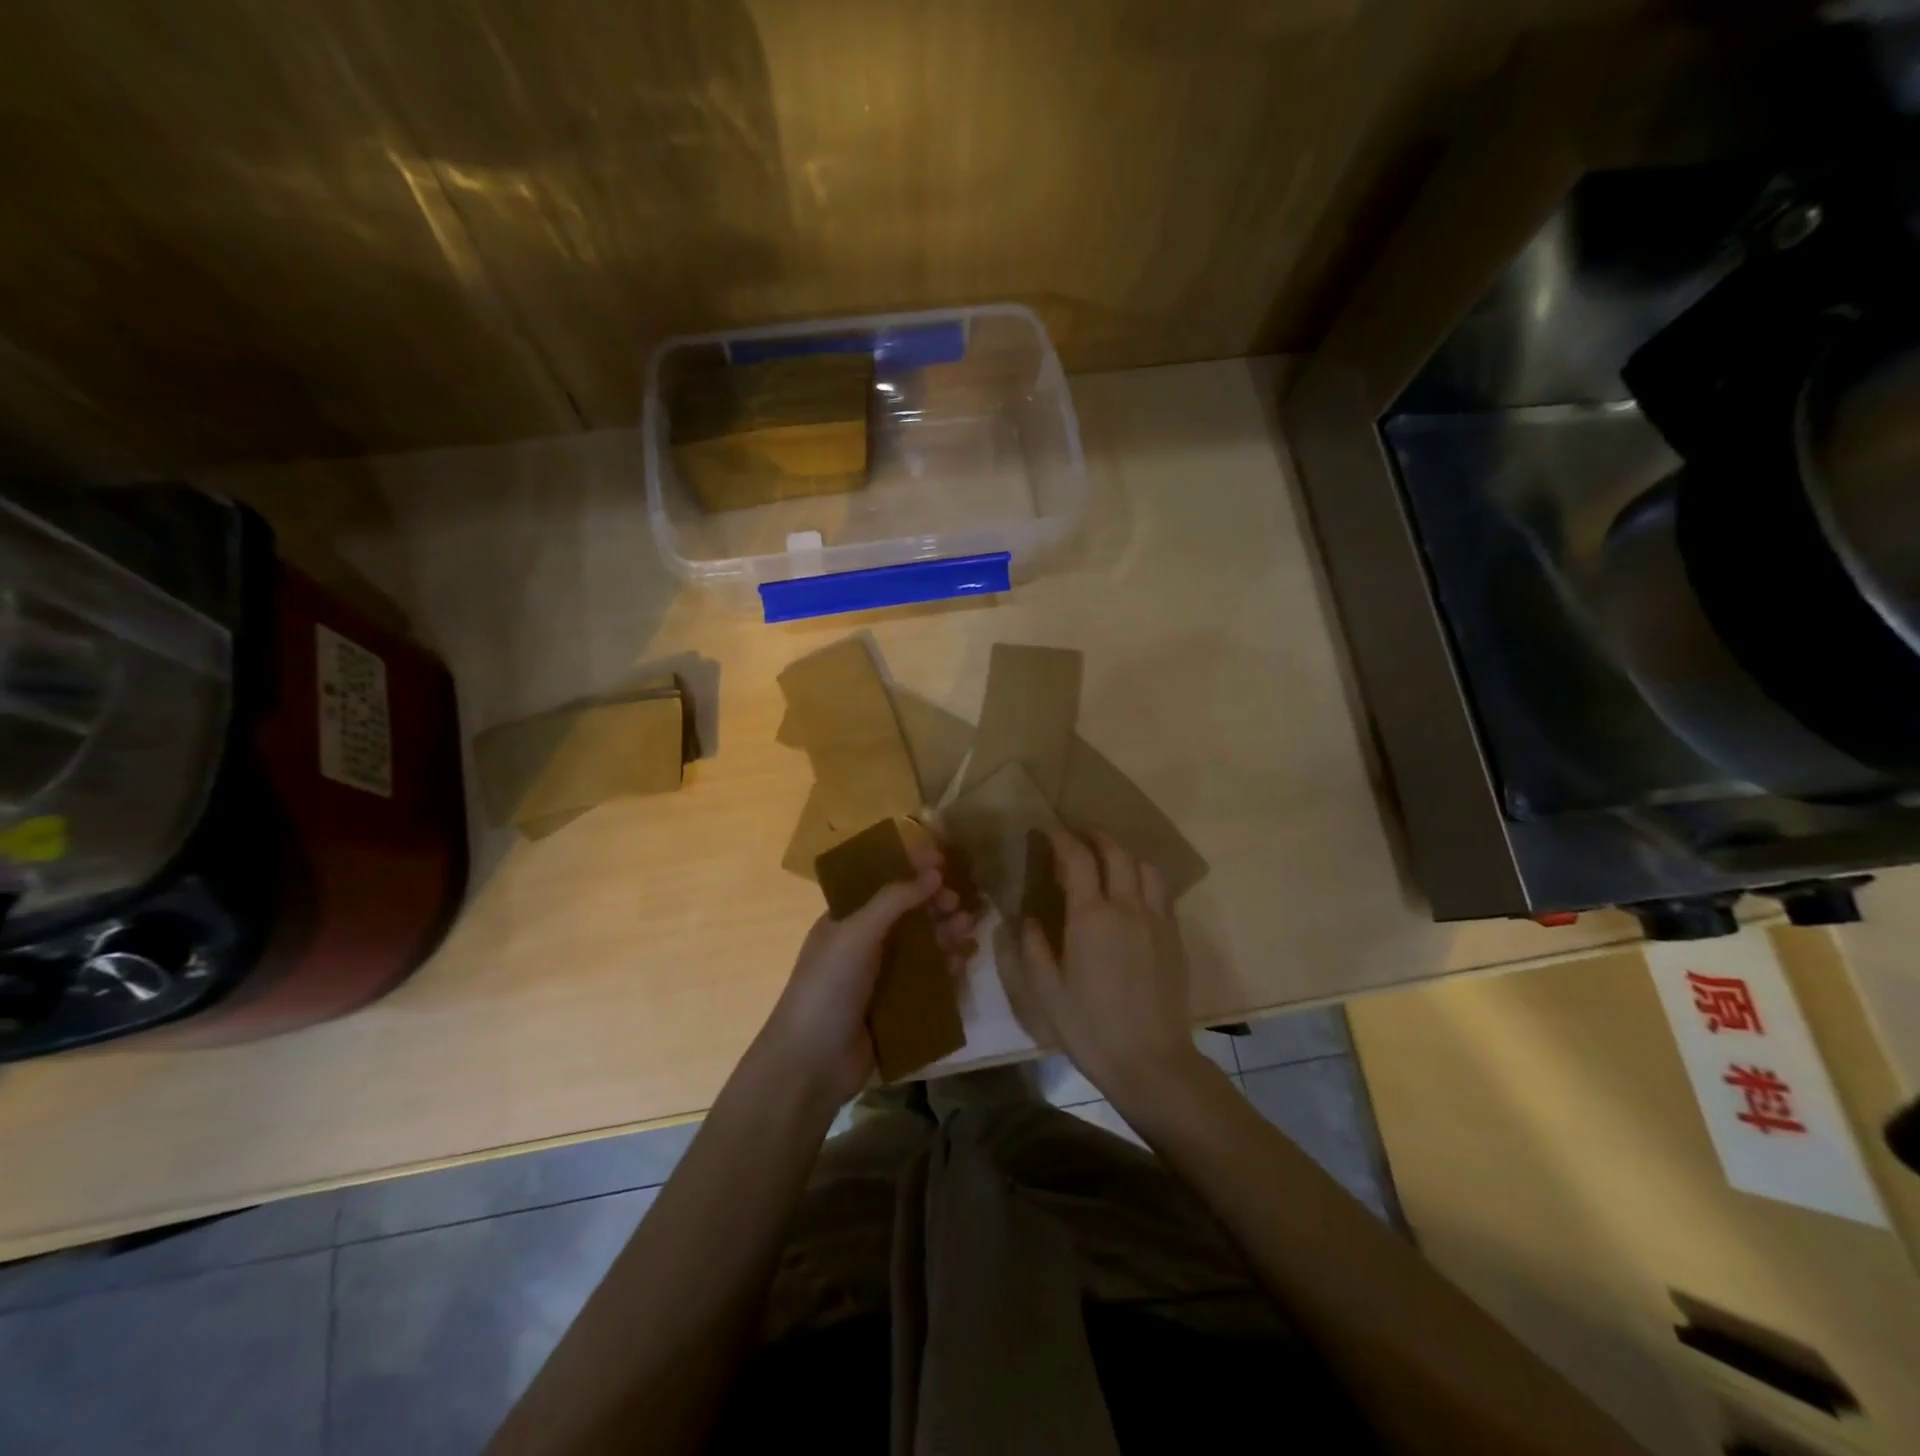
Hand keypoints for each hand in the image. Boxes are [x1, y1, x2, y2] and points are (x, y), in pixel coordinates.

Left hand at [755, 833, 975, 1106]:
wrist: (811, 1063)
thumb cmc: (828, 986)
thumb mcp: (856, 934)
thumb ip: (894, 900)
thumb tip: (934, 872)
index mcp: (845, 920)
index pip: (881, 884)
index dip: (910, 870)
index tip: (942, 861)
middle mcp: (863, 944)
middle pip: (906, 915)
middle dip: (934, 904)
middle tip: (960, 902)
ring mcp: (879, 977)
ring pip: (920, 947)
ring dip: (944, 934)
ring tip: (968, 930)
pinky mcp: (895, 1008)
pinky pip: (926, 981)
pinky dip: (944, 970)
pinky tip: (961, 963)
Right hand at [1015, 830, 1203, 1103]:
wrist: (1151, 1061)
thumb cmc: (1090, 1028)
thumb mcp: (1046, 991)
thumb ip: (1033, 947)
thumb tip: (1028, 918)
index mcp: (1090, 917)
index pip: (1078, 858)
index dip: (1062, 839)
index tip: (1049, 832)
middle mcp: (1127, 907)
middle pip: (1115, 852)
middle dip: (1095, 836)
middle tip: (1077, 835)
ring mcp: (1156, 919)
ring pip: (1144, 866)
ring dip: (1123, 853)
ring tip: (1107, 860)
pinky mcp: (1174, 936)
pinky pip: (1161, 891)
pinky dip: (1143, 877)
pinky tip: (1132, 892)